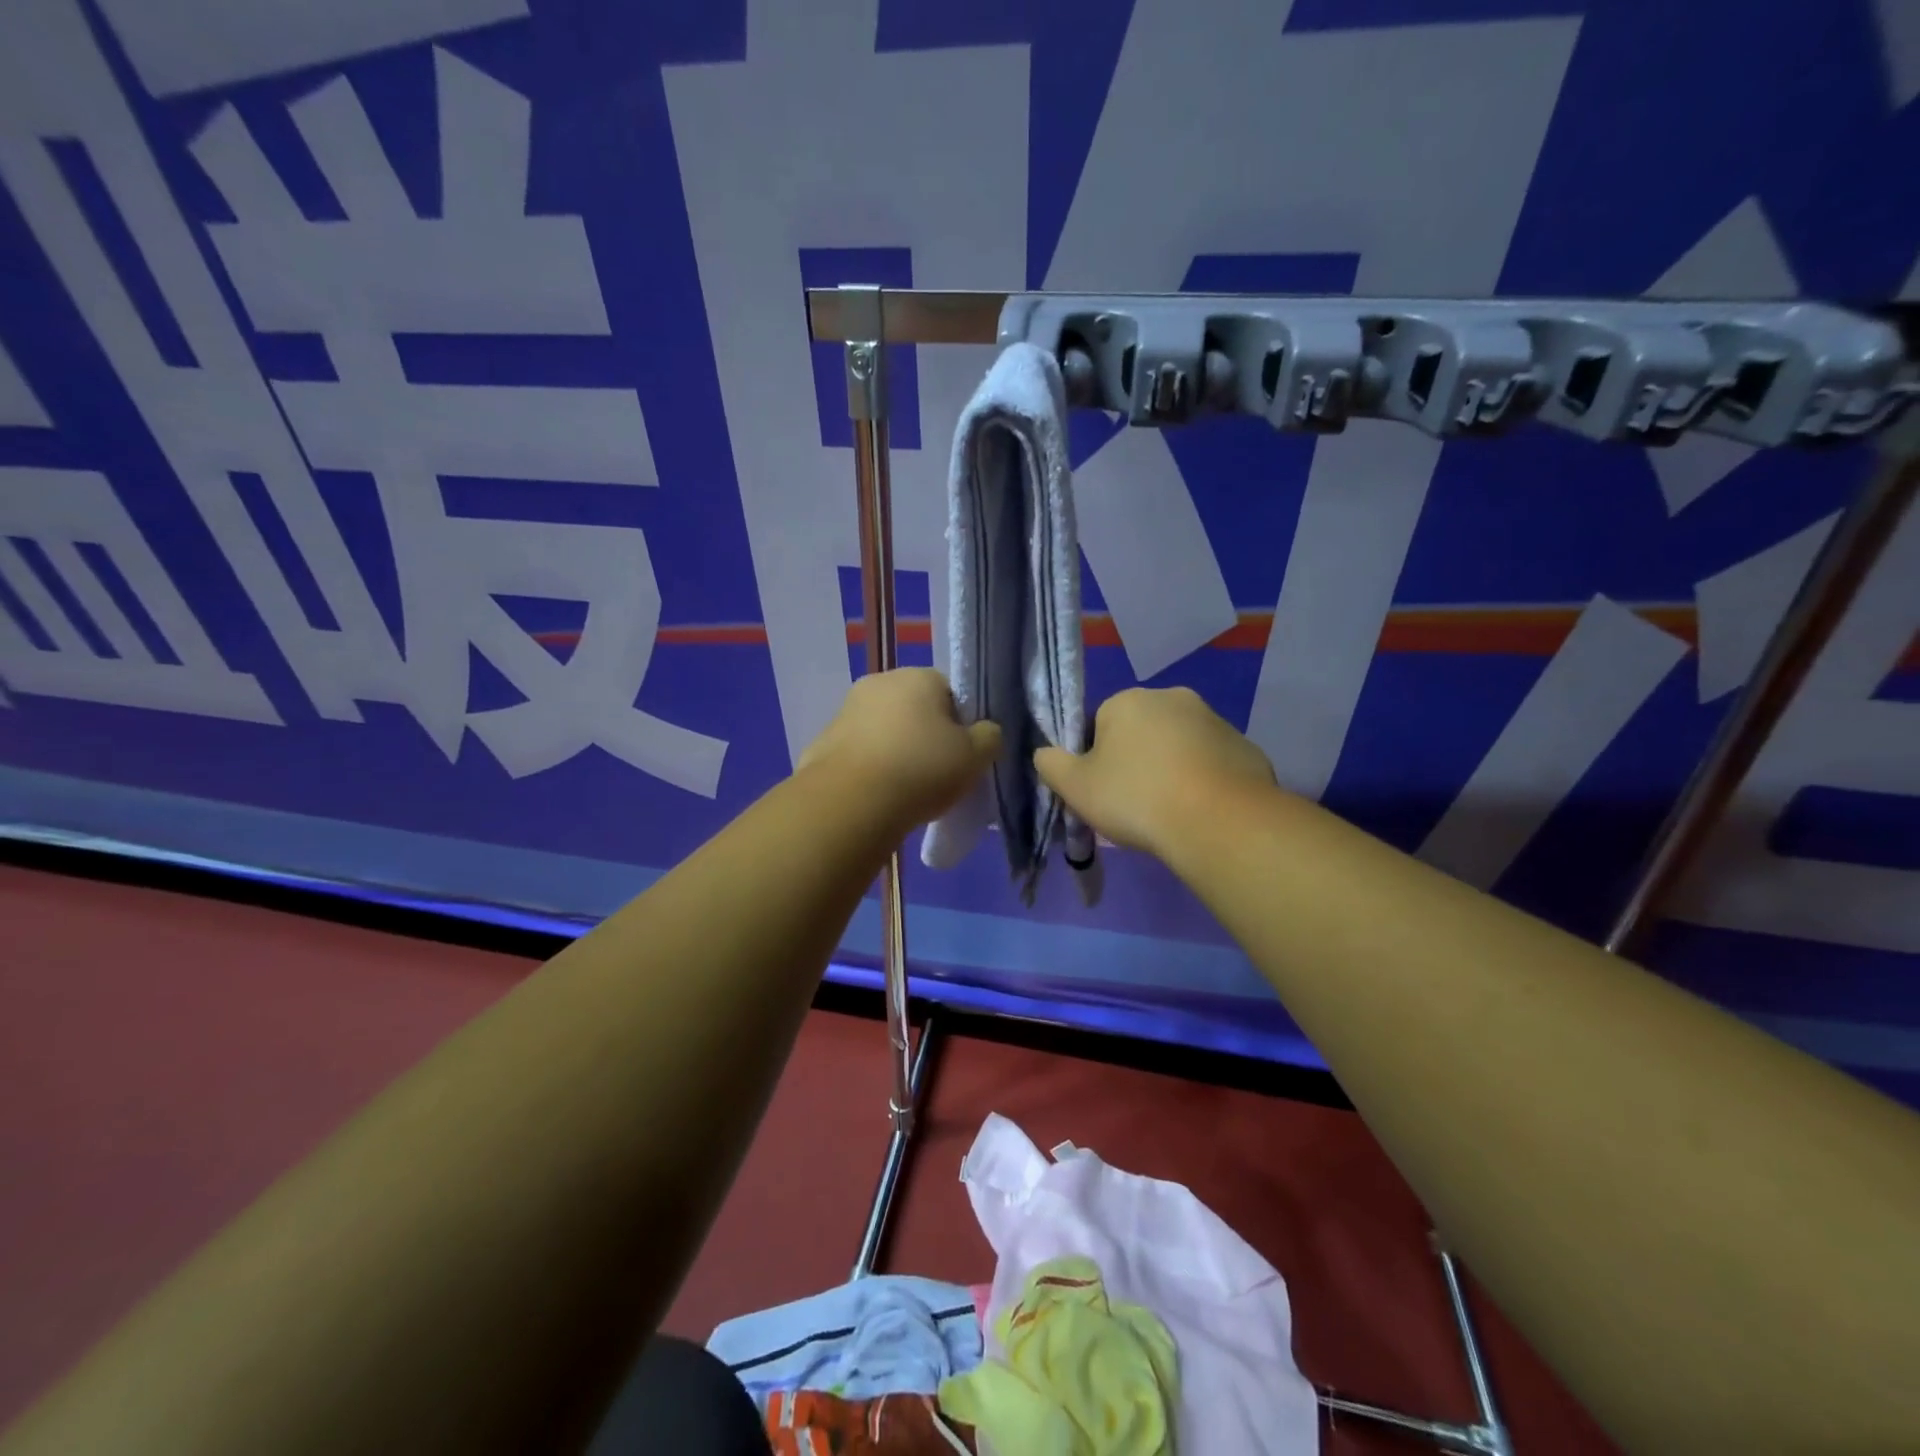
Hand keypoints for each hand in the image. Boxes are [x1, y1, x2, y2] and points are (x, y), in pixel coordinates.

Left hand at [799, 668, 1001, 833]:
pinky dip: (869, 768)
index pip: (950, 691)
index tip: (962, 754)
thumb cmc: (921, 770)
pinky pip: (858, 753)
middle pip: (914, 708)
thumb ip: (989, 737)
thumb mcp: (975, 756)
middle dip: (925, 735)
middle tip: (937, 773)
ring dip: (895, 750)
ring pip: (883, 729)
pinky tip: (877, 796)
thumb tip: (984, 731)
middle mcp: (878, 683)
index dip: (961, 723)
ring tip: (906, 789)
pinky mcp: (822, 742)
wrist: (850, 803)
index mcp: (917, 676)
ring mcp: (845, 711)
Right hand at [1034, 687, 1275, 858]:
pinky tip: (1201, 812)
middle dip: (1136, 760)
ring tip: (1170, 812)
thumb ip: (1051, 764)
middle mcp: (1172, 698)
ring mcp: (1214, 720)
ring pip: (1179, 746)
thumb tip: (1045, 753)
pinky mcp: (1245, 747)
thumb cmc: (1136, 798)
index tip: (1103, 792)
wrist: (1219, 822)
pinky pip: (1212, 763)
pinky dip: (1204, 781)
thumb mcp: (1076, 787)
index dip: (1096, 761)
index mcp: (1127, 701)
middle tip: (1134, 803)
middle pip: (1141, 732)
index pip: (1099, 725)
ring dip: (1171, 769)